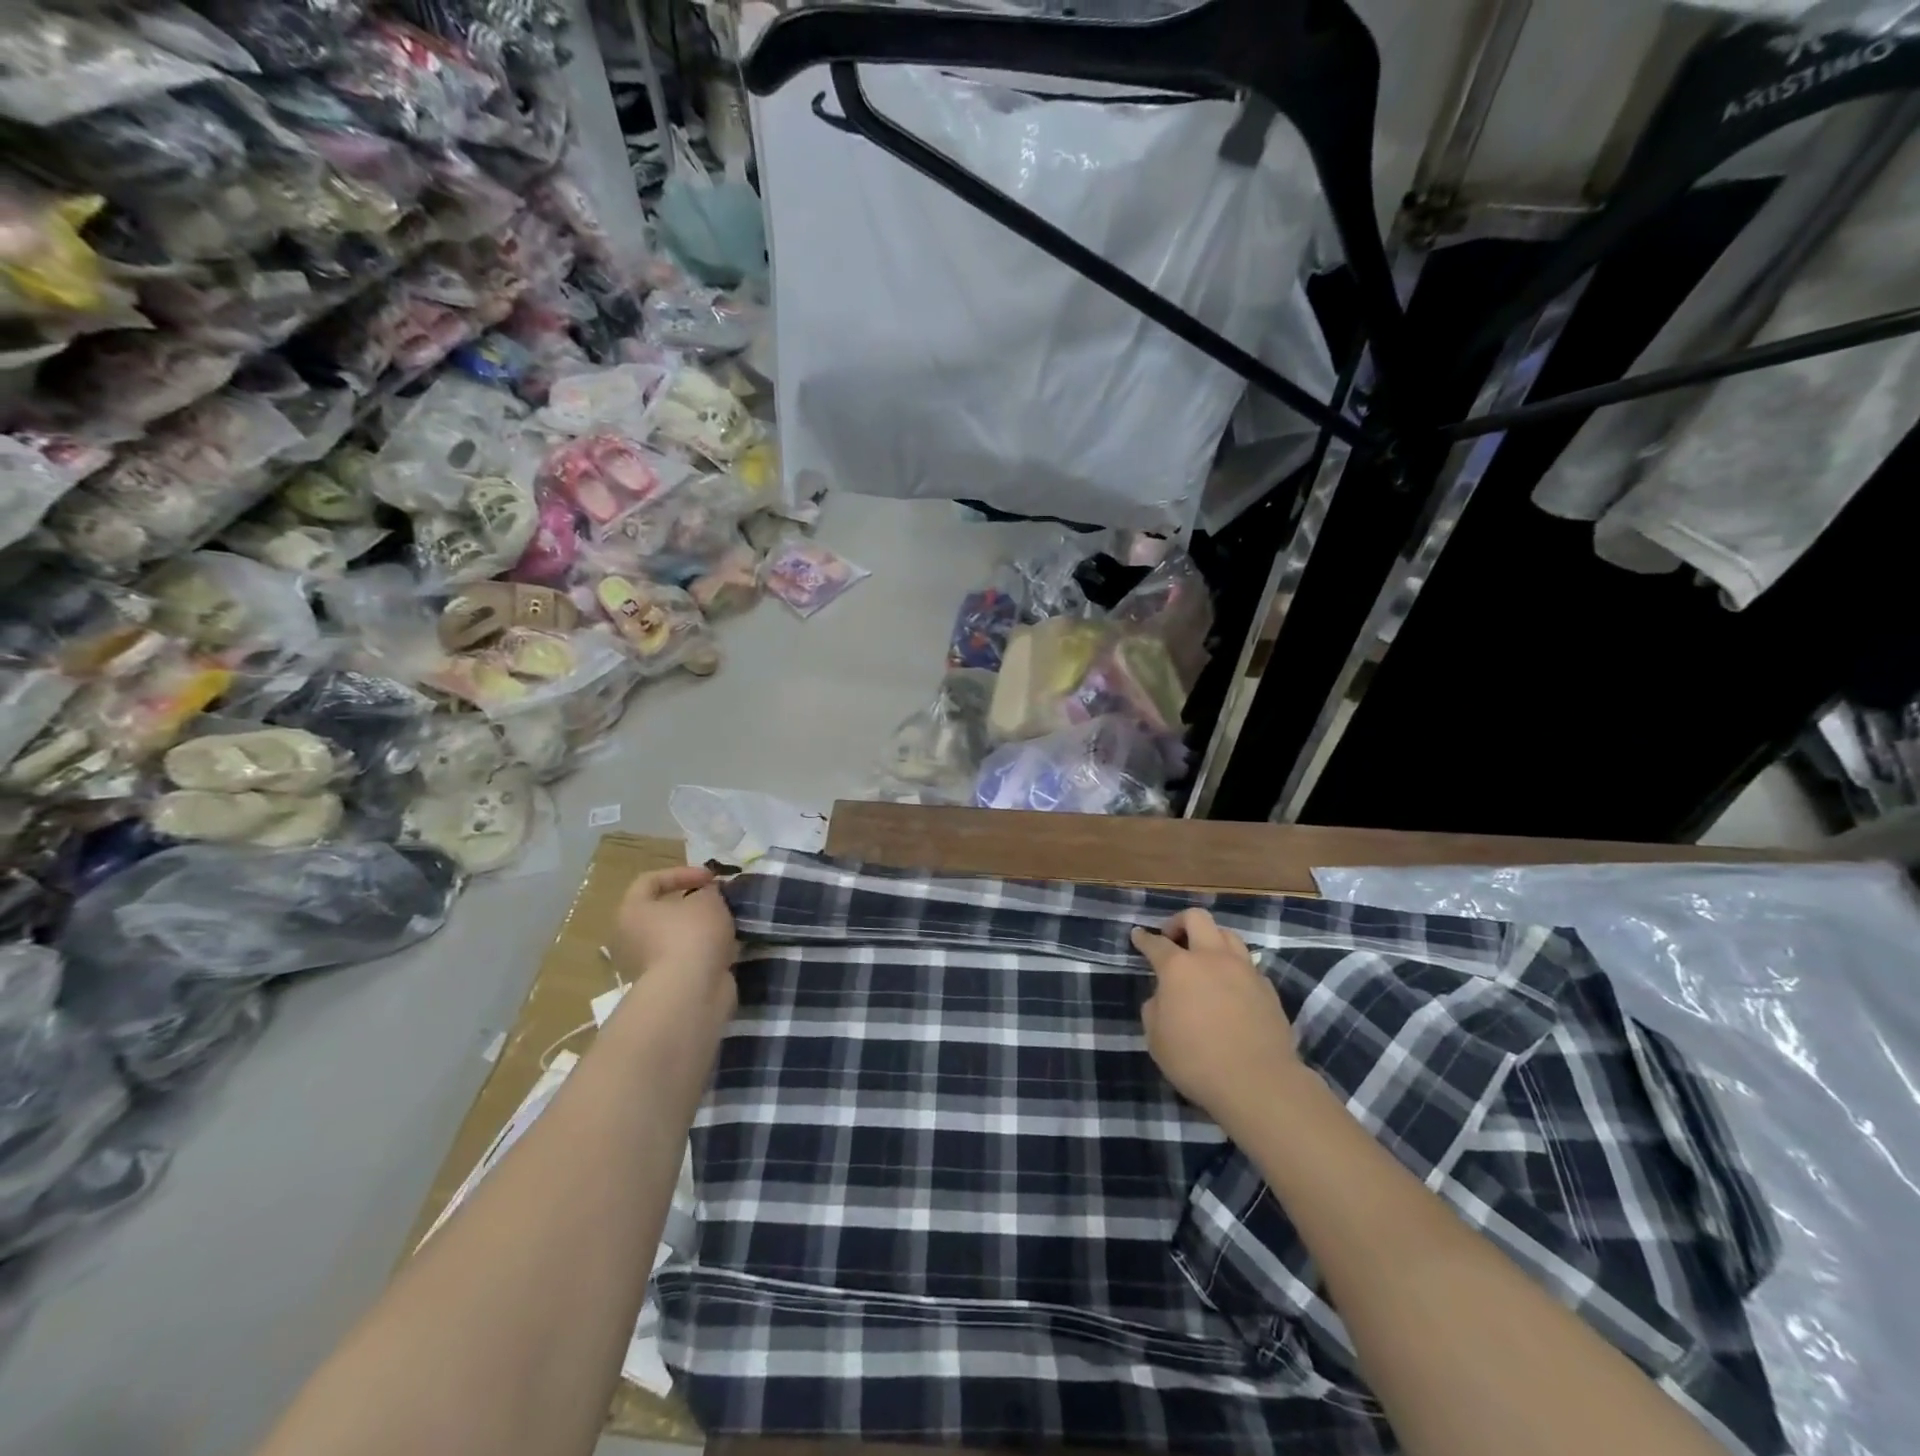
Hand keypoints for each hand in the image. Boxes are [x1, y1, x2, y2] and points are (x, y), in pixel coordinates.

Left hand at [611, 867, 738, 1029]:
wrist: (691, 991)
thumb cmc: (692, 934)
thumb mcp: (708, 900)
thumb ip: (708, 891)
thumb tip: (707, 894)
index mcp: (632, 912)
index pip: (650, 881)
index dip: (682, 873)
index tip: (711, 878)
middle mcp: (631, 938)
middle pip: (663, 912)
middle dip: (693, 904)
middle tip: (718, 900)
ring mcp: (648, 965)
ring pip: (677, 937)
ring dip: (701, 929)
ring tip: (728, 924)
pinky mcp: (667, 984)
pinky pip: (687, 958)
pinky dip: (705, 951)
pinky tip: (727, 947)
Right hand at [1132, 909, 1300, 1134]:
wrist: (1258, 1082)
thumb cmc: (1196, 1060)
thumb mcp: (1156, 1039)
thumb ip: (1154, 1008)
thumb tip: (1164, 997)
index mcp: (1179, 967)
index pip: (1156, 943)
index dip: (1143, 938)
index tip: (1137, 935)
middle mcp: (1212, 958)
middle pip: (1197, 918)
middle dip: (1179, 922)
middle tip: (1172, 938)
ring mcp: (1244, 970)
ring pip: (1228, 935)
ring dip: (1211, 939)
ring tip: (1204, 958)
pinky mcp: (1267, 988)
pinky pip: (1247, 964)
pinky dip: (1234, 967)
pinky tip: (1230, 987)